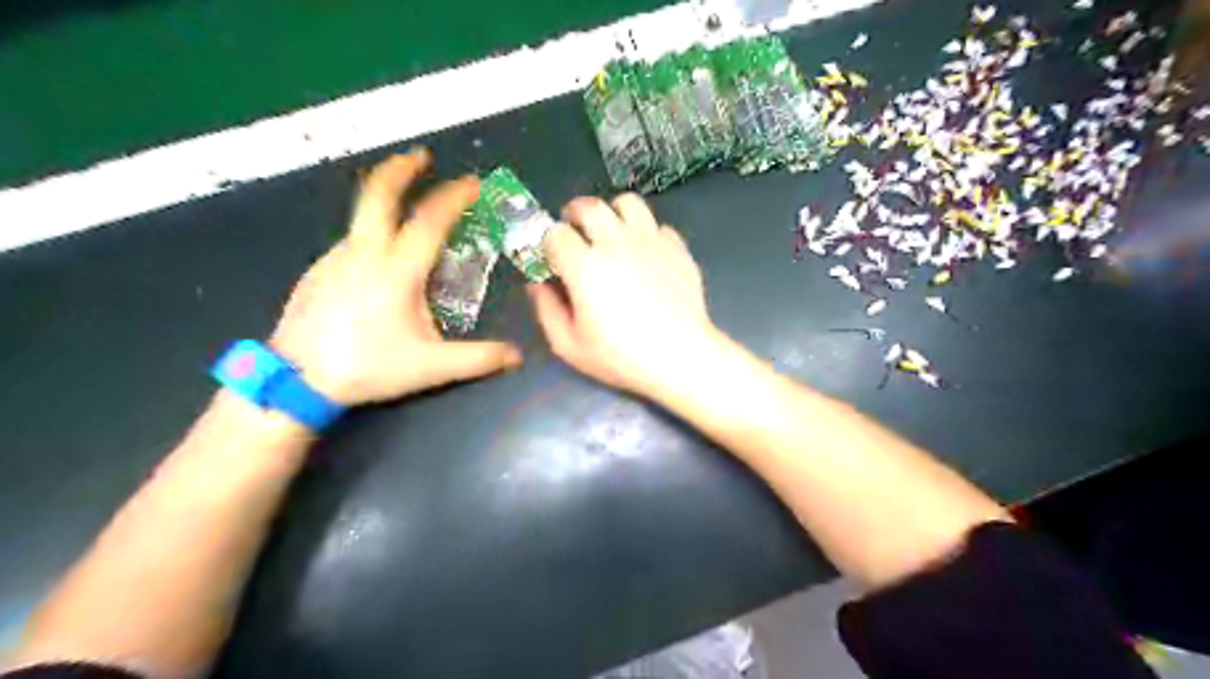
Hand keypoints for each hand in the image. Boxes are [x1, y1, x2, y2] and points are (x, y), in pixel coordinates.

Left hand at [268, 152, 518, 404]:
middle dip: (402, 168)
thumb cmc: (368, 367)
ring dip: (387, 203)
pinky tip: (381, 262)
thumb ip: (478, 358)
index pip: (430, 219)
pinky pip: (352, 242)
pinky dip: (373, 234)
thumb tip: (517, 356)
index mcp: (396, 270)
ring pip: (363, 217)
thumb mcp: (431, 367)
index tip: (473, 183)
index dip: (454, 196)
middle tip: (422, 157)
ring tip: (409, 214)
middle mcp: (364, 252)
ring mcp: (336, 258)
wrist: (295, 381)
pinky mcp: (318, 270)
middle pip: (378, 192)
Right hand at [530, 193, 715, 399]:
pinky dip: (646, 234)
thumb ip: (547, 310)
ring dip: (613, 213)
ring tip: (611, 232)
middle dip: (574, 213)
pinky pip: (657, 225)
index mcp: (585, 266)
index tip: (553, 256)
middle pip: (589, 206)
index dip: (550, 242)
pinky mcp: (676, 248)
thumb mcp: (569, 345)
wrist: (680, 356)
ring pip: (627, 203)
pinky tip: (644, 254)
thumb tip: (538, 285)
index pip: (556, 233)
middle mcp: (616, 243)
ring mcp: (650, 241)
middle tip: (576, 230)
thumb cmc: (621, 356)